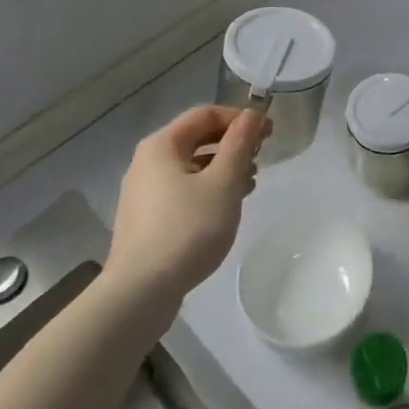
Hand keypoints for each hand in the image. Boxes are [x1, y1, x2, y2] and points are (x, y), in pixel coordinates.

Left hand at [104, 104, 268, 305]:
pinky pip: (182, 191)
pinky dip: (207, 190)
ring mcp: (142, 193)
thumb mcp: (224, 182)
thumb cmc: (187, 229)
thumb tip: (252, 115)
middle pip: (197, 139)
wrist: (140, 294)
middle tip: (260, 159)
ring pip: (191, 167)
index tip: (268, 134)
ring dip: (223, 169)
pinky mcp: (145, 220)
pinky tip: (224, 210)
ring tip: (249, 186)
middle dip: (233, 145)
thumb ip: (240, 143)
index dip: (240, 118)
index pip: (206, 114)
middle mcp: (147, 162)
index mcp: (162, 145)